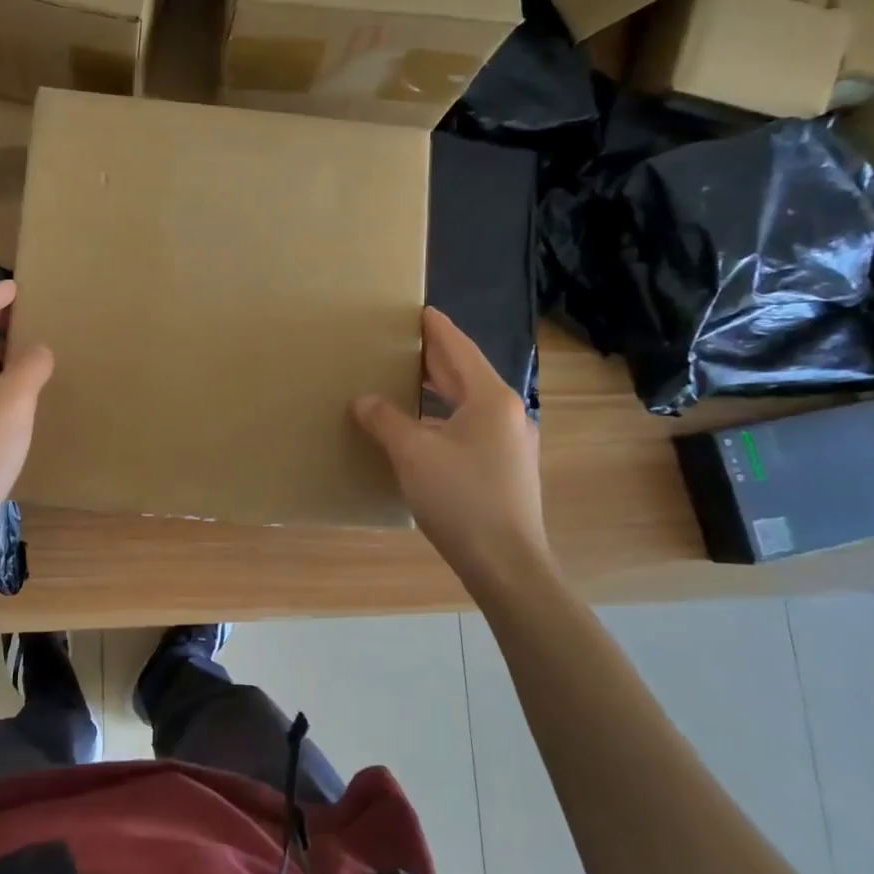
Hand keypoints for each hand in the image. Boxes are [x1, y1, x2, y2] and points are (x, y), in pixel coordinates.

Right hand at [352, 307, 554, 589]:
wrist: (506, 564)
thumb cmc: (461, 498)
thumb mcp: (413, 453)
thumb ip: (385, 420)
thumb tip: (364, 400)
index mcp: (490, 398)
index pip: (458, 349)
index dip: (435, 328)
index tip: (418, 310)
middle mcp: (506, 413)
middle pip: (464, 373)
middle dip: (433, 357)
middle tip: (400, 341)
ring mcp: (510, 442)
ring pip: (467, 403)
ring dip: (437, 389)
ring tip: (404, 380)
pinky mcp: (505, 469)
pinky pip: (469, 427)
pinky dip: (443, 417)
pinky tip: (421, 429)